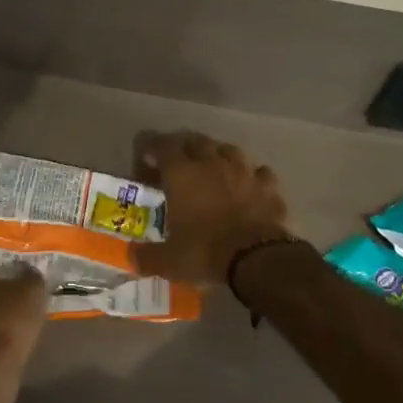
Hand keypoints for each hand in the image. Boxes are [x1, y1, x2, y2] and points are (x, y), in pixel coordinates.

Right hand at [130, 131, 293, 286]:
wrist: (257, 258)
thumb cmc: (205, 253)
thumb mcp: (168, 261)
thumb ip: (147, 256)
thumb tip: (133, 257)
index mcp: (182, 174)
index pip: (162, 146)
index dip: (151, 148)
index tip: (146, 157)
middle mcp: (212, 163)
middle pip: (196, 141)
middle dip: (184, 148)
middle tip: (177, 163)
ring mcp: (244, 171)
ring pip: (228, 150)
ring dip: (218, 155)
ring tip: (213, 168)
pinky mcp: (269, 186)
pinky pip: (258, 172)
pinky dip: (250, 176)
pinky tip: (248, 186)